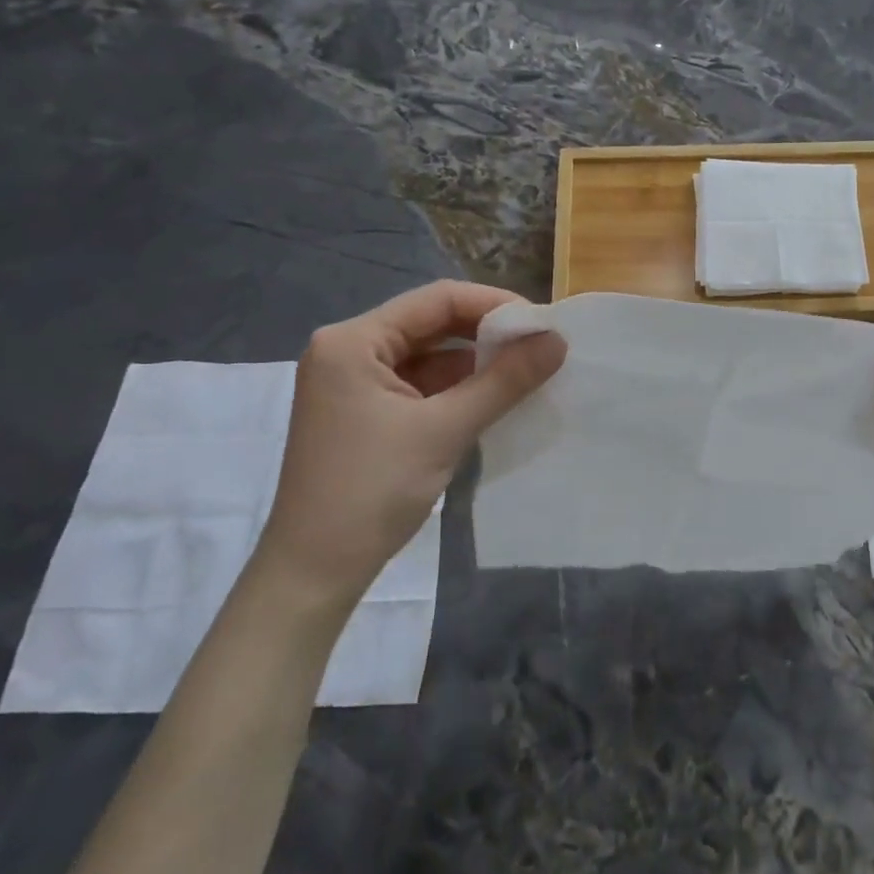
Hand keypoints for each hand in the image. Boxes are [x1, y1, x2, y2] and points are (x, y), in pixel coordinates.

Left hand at [251, 281, 564, 613]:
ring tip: (528, 371)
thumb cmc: (372, 491)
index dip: (494, 305)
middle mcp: (348, 350)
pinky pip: (420, 384)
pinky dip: (457, 389)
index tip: (543, 324)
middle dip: (487, 335)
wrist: (314, 573)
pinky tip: (495, 397)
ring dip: (475, 363)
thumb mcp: (445, 430)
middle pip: (431, 324)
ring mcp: (354, 383)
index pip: (436, 300)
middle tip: (541, 347)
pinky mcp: (364, 412)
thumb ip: (504, 381)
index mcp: (352, 341)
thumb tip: (558, 341)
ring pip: (428, 356)